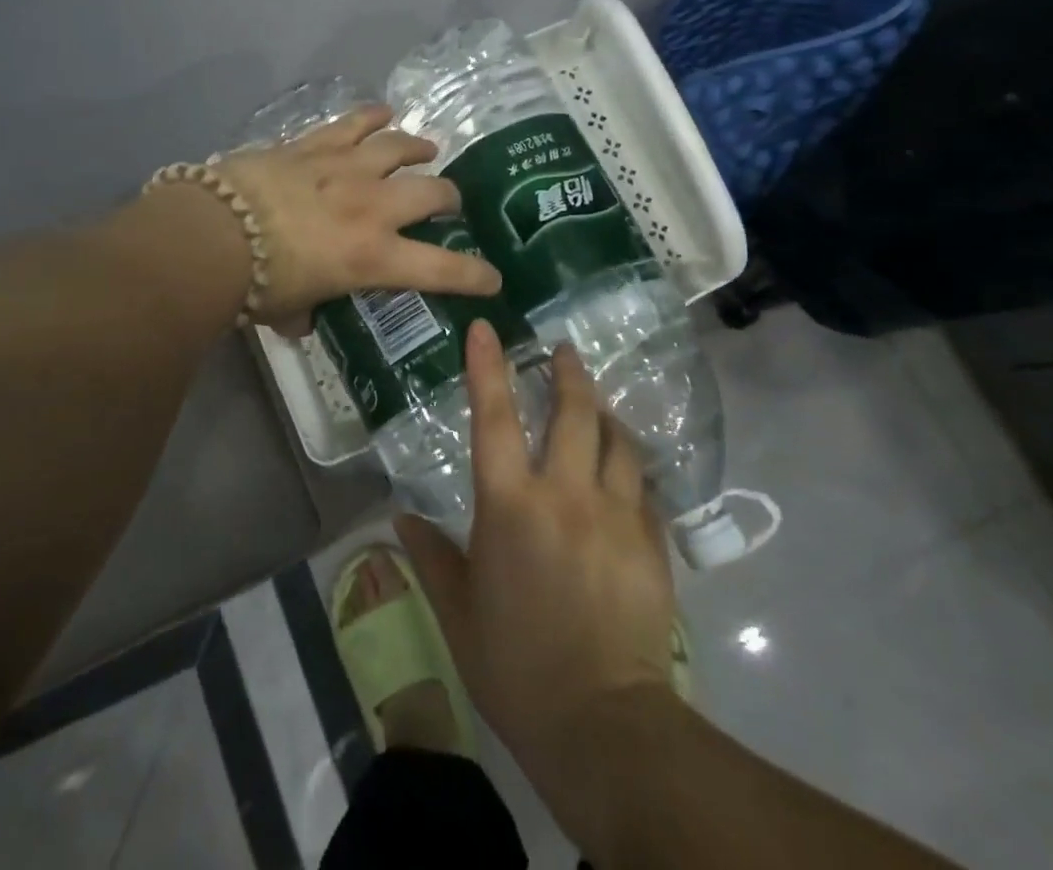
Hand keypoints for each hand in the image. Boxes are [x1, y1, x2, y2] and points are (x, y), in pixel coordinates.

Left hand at [217, 105, 501, 332]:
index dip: (475, 275)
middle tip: (447, 203)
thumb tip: (302, 321)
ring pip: (400, 147)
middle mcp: (373, 207)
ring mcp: (347, 168)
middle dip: (449, 198)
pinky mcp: (316, 144)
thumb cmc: (254, 283)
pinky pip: (354, 122)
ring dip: (418, 147)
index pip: (442, 269)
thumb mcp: (289, 310)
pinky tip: (383, 112)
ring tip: (426, 149)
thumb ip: (305, 314)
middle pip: (433, 192)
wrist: (213, 233)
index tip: (492, 278)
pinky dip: (373, 116)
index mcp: (374, 257)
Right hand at [398, 321, 679, 789]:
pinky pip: (642, 486)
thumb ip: (430, 555)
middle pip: (573, 413)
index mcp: (510, 506)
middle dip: (569, 373)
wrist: (603, 725)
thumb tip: (400, 518)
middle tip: (563, 351)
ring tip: (597, 406)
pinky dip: (628, 467)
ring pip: (618, 441)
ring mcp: (616, 515)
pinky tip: (623, 471)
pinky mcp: (652, 542)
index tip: (487, 327)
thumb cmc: (516, 665)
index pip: (495, 417)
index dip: (488, 367)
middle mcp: (566, 495)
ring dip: (605, 415)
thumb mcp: (459, 611)